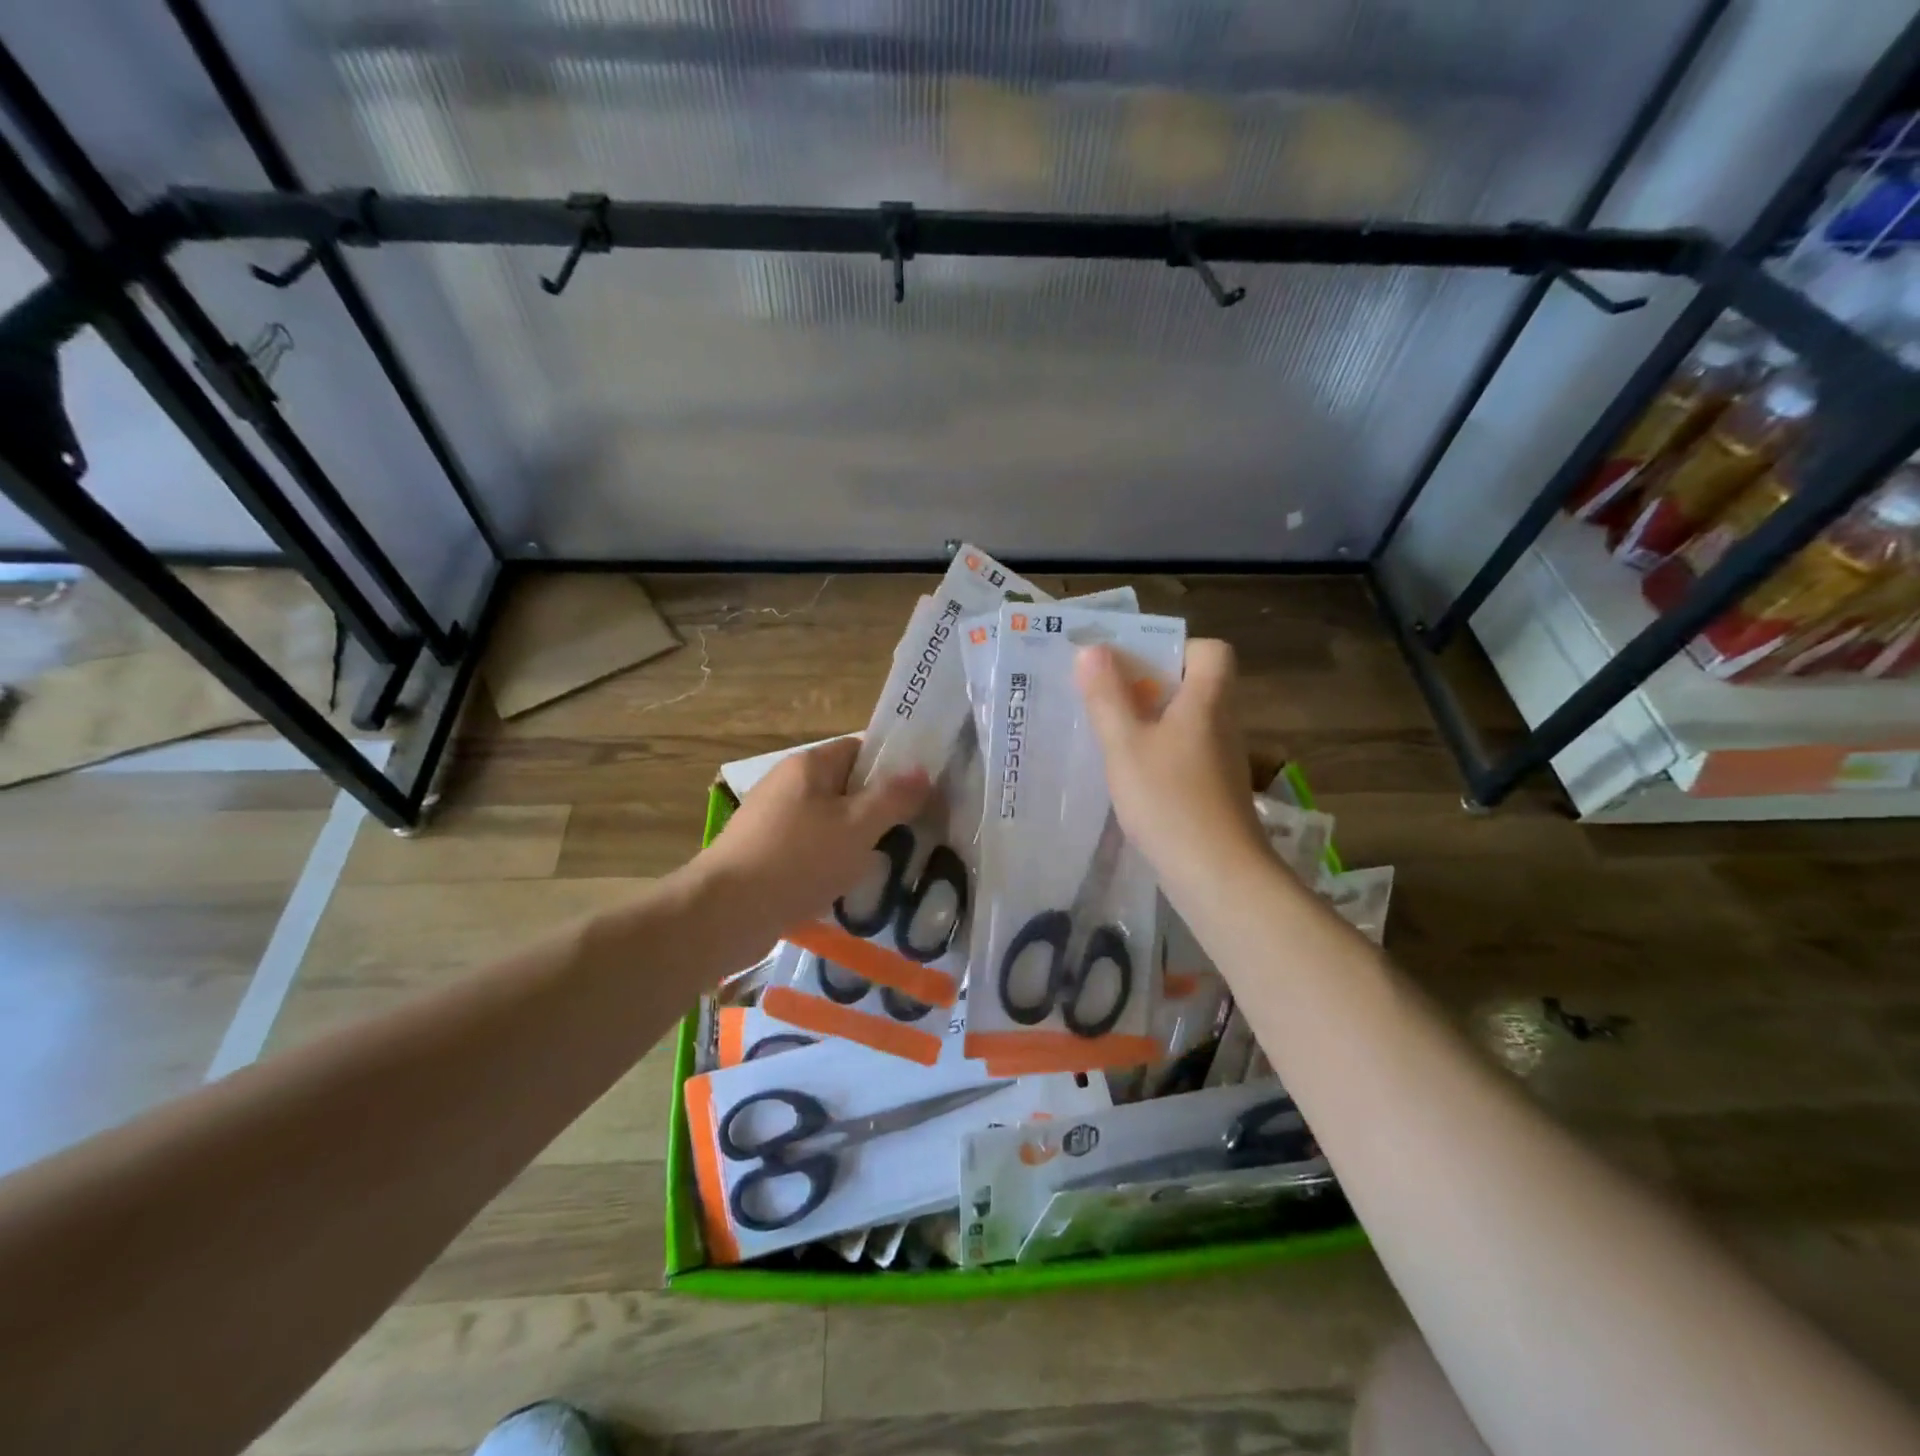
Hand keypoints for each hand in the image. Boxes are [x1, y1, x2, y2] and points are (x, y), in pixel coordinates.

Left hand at [698, 736, 931, 934]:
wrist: (726, 912)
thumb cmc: (799, 860)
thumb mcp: (858, 827)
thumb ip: (893, 798)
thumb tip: (922, 772)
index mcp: (809, 765)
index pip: (861, 749)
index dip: (894, 766)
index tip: (923, 792)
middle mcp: (787, 783)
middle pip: (845, 786)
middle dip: (877, 808)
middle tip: (912, 832)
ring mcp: (771, 819)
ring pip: (828, 820)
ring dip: (855, 839)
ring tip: (886, 863)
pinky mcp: (763, 852)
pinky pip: (808, 848)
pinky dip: (829, 861)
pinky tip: (846, 884)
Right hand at [1076, 639, 1268, 897]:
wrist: (1217, 875)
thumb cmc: (1169, 800)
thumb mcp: (1125, 745)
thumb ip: (1107, 697)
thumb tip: (1093, 650)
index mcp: (1207, 702)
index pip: (1212, 651)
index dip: (1176, 649)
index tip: (1137, 667)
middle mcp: (1222, 725)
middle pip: (1194, 687)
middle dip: (1150, 687)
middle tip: (1107, 700)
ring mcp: (1222, 762)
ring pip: (1187, 724)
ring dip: (1151, 724)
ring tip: (1110, 738)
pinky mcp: (1216, 793)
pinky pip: (1186, 756)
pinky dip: (1160, 757)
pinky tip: (1131, 779)